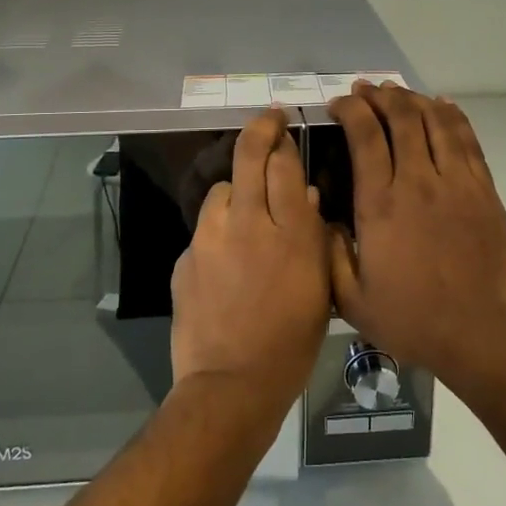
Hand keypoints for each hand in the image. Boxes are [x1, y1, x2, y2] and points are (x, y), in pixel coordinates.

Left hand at [170, 108, 340, 409]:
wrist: (231, 385)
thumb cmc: (291, 342)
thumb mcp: (320, 289)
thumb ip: (314, 236)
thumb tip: (305, 197)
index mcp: (289, 232)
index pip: (283, 163)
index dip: (283, 139)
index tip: (284, 127)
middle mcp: (248, 222)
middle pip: (248, 157)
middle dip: (259, 130)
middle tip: (268, 120)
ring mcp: (211, 238)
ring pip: (221, 189)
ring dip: (235, 189)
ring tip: (244, 209)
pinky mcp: (186, 256)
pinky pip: (205, 228)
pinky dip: (218, 230)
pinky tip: (225, 257)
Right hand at [327, 85, 505, 388]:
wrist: (480, 335)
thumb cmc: (411, 319)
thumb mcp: (351, 299)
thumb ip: (329, 253)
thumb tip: (319, 215)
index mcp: (381, 204)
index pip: (365, 136)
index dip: (351, 110)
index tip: (339, 103)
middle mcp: (419, 182)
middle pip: (401, 118)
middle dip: (380, 96)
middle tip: (366, 90)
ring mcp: (457, 183)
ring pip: (436, 122)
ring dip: (414, 99)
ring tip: (398, 91)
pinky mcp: (485, 191)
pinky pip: (468, 140)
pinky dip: (453, 116)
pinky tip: (442, 104)